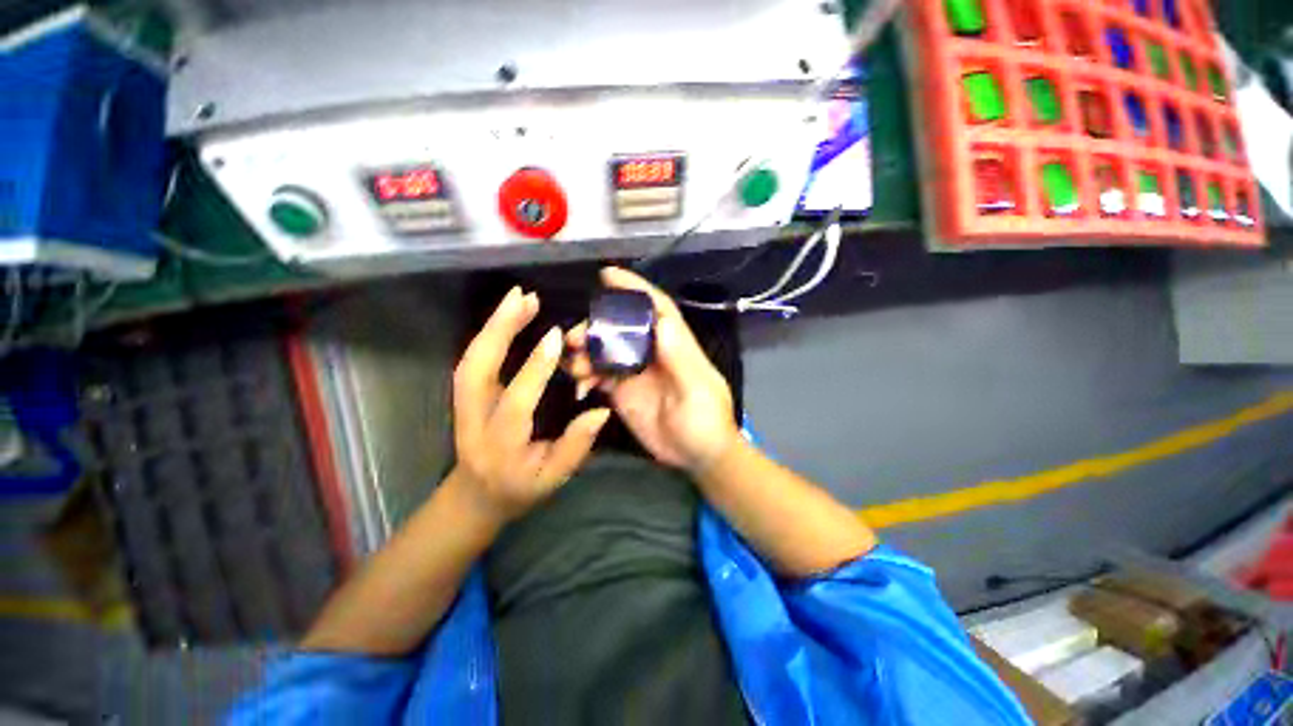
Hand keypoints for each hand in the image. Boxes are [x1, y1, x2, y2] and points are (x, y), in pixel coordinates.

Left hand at [452, 286, 611, 521]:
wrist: (476, 495)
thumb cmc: (520, 487)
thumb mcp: (553, 477)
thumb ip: (576, 446)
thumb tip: (600, 411)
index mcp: (500, 445)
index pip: (516, 402)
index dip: (535, 369)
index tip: (555, 337)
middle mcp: (475, 420)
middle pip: (475, 369)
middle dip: (499, 330)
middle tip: (525, 298)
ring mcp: (463, 404)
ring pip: (471, 358)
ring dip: (493, 325)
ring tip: (519, 298)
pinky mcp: (466, 393)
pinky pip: (474, 358)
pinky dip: (490, 333)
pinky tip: (509, 315)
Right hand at [566, 268, 740, 472]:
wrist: (698, 457)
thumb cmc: (706, 422)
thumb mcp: (698, 391)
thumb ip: (681, 359)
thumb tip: (661, 321)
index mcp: (674, 345)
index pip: (655, 307)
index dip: (634, 288)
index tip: (607, 275)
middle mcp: (652, 353)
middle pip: (621, 327)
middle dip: (596, 326)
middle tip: (574, 337)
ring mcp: (635, 372)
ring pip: (605, 350)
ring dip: (586, 352)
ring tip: (572, 364)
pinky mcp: (623, 392)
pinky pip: (599, 376)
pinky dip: (586, 376)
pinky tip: (579, 387)